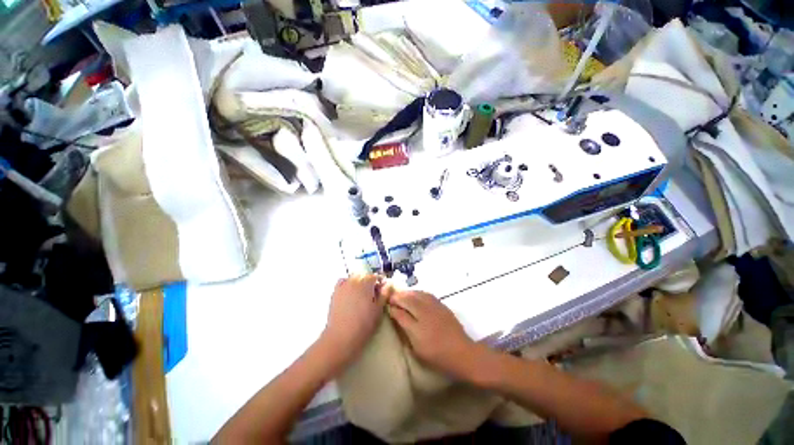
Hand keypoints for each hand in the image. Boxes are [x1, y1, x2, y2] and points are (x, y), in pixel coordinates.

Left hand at [321, 274, 385, 365]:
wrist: (342, 337)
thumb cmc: (364, 324)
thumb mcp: (379, 310)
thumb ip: (384, 294)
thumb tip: (388, 284)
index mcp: (366, 283)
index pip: (375, 276)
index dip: (381, 282)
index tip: (383, 289)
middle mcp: (354, 280)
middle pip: (364, 275)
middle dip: (370, 281)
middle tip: (374, 293)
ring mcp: (343, 286)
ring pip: (353, 277)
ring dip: (359, 281)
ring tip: (362, 293)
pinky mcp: (335, 293)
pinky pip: (342, 282)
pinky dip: (347, 284)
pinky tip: (350, 293)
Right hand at [387, 290, 476, 379]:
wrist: (462, 352)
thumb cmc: (437, 355)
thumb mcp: (416, 346)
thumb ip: (404, 327)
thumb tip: (394, 312)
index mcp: (418, 324)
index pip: (401, 309)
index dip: (392, 305)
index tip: (386, 304)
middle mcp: (425, 311)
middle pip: (408, 298)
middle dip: (398, 296)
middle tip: (391, 298)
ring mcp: (435, 306)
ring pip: (417, 293)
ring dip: (407, 293)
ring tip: (400, 295)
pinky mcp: (441, 304)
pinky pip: (426, 294)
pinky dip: (417, 293)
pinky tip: (414, 295)